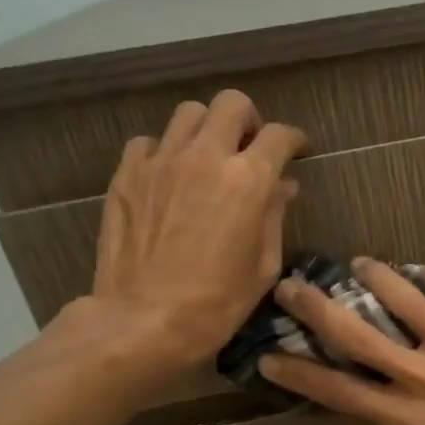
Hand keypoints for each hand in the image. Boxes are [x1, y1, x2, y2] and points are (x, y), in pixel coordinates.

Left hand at [89, 89, 305, 378]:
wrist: (144, 320)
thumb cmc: (217, 303)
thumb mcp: (262, 265)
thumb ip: (274, 215)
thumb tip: (283, 185)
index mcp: (247, 180)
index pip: (279, 135)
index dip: (294, 139)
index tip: (297, 150)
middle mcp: (205, 156)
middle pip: (232, 104)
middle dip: (249, 120)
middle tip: (250, 147)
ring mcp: (161, 161)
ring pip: (189, 114)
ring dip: (206, 129)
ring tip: (207, 158)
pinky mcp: (127, 174)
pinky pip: (149, 142)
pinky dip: (165, 150)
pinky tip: (169, 176)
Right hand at [260, 259, 424, 424]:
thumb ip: (405, 416)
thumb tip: (384, 386)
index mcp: (406, 417)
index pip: (338, 390)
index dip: (299, 372)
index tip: (270, 357)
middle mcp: (422, 376)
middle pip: (356, 334)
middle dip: (316, 308)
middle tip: (292, 287)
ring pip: (402, 298)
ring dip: (374, 275)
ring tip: (360, 264)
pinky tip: (420, 272)